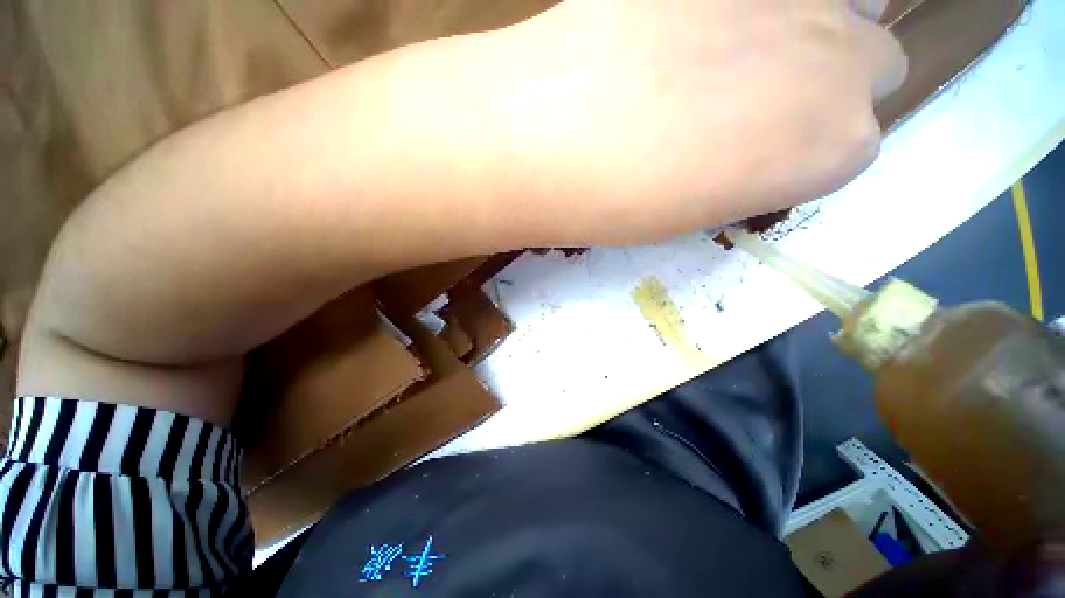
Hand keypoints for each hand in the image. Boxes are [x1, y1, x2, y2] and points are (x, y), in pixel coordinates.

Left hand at [480, 0, 906, 243]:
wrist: (558, 138)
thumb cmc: (624, 203)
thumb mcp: (696, 209)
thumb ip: (747, 170)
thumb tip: (750, 144)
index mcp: (836, 151)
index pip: (853, 143)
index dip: (802, 148)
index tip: (757, 155)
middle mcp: (847, 63)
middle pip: (873, 62)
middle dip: (826, 82)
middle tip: (752, 101)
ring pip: (844, 3)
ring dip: (807, 26)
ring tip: (731, 52)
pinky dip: (737, 7)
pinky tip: (682, 27)